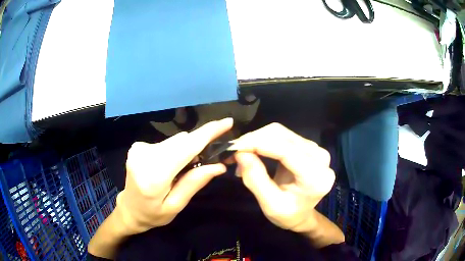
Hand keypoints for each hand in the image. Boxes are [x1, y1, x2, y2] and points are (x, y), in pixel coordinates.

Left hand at [115, 118, 232, 233]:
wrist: (129, 209)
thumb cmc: (153, 214)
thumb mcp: (176, 206)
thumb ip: (194, 183)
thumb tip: (219, 166)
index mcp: (154, 176)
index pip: (185, 148)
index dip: (207, 133)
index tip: (227, 122)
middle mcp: (144, 156)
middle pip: (181, 142)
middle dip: (199, 144)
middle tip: (210, 158)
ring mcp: (138, 149)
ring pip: (175, 141)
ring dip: (186, 149)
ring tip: (185, 169)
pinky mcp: (138, 146)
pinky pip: (166, 144)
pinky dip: (175, 151)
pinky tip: (172, 166)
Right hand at [230, 123, 334, 232]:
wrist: (303, 214)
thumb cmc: (288, 215)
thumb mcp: (270, 205)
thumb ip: (255, 179)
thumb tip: (240, 153)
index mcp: (315, 176)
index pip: (285, 150)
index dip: (257, 144)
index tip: (233, 147)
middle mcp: (320, 157)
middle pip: (282, 136)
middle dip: (253, 140)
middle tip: (232, 152)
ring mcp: (315, 149)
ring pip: (280, 132)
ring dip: (257, 139)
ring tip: (241, 153)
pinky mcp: (308, 146)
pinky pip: (282, 135)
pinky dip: (263, 140)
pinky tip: (253, 150)